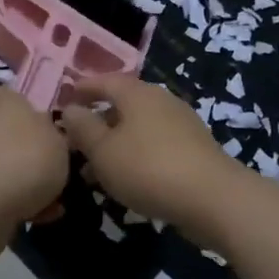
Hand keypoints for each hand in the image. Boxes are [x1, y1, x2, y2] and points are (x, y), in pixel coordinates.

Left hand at [0, 83, 69, 260]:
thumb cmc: (23, 157)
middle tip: (54, 162)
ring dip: (25, 179)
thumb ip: (54, 132)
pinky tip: (43, 215)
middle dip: (25, 147)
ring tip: (56, 197)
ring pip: (2, 165)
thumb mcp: (58, 138)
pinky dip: (19, 203)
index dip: (8, 100)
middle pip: (2, 130)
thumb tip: (46, 132)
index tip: (32, 115)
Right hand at [60, 74, 250, 251]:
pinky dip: (135, 155)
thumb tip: (70, 108)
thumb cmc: (148, 168)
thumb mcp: (103, 151)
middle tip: (75, 141)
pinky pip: (154, 144)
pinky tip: (126, 179)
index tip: (65, 98)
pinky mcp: (193, 149)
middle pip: (123, 103)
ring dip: (115, 144)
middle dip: (98, 121)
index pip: (104, 80)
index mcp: (137, 93)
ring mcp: (181, 123)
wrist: (213, 198)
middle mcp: (160, 100)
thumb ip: (83, 128)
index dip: (83, 88)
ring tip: (93, 171)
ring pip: (138, 128)